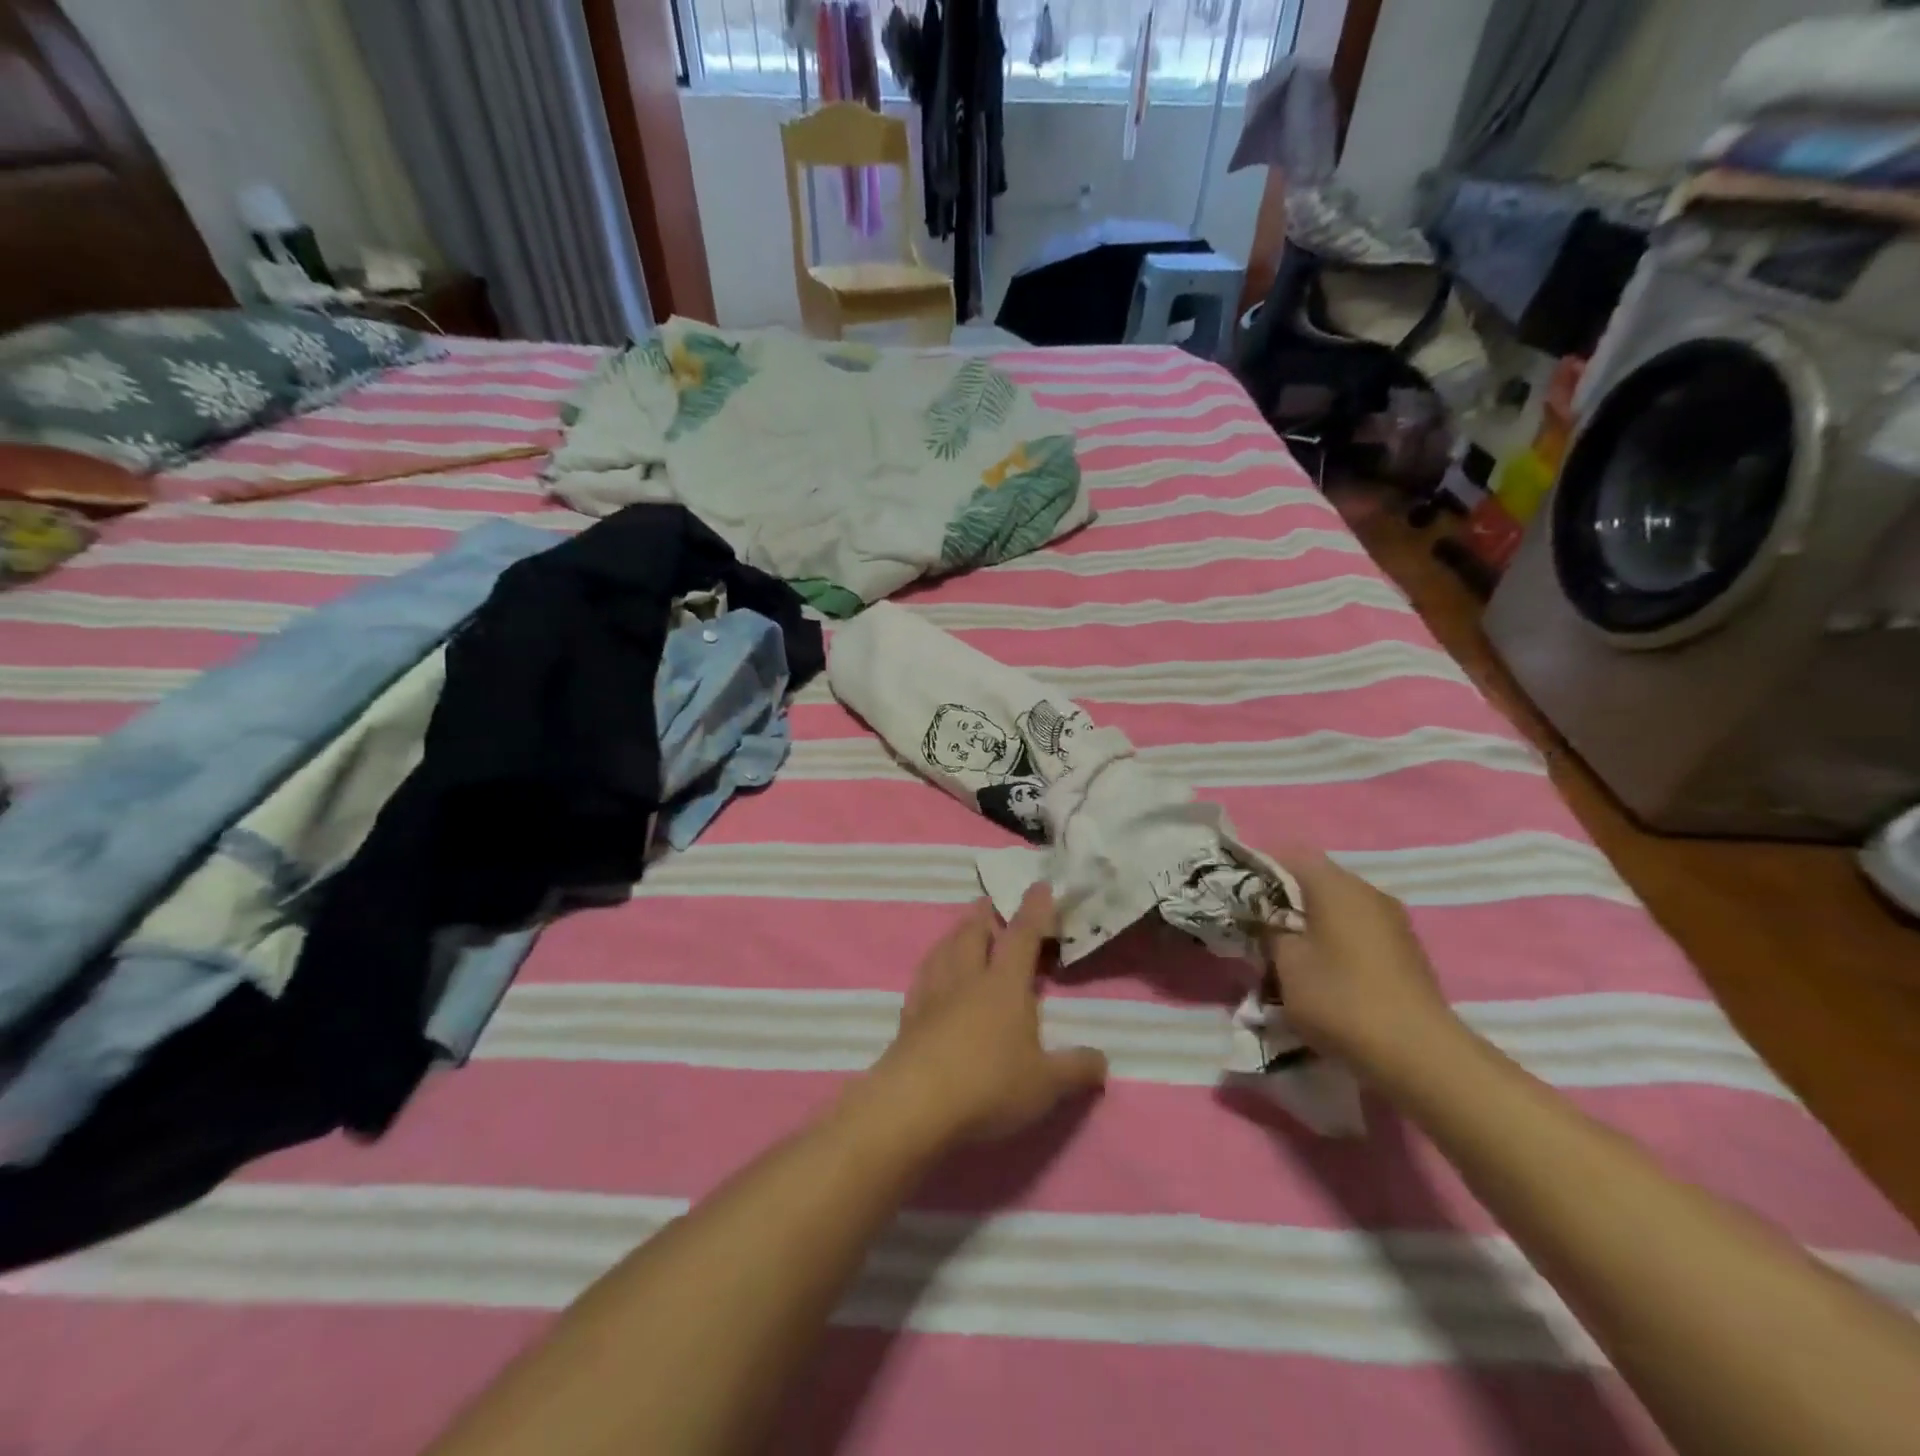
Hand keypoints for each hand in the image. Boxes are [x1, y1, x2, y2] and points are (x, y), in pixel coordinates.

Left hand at [869, 886, 1108, 1145]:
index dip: (1034, 910)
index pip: (1022, 936)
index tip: (1039, 885)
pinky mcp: (908, 1018)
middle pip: (973, 934)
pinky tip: (929, 973)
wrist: (915, 1103)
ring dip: (954, 934)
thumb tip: (1103, 1060)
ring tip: (959, 927)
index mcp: (1004, 984)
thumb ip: (1076, 1069)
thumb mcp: (1045, 1084)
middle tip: (987, 902)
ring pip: (944, 950)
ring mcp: (933, 996)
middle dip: (983, 915)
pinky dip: (930, 966)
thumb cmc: (989, 1085)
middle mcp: (967, 979)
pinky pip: (921, 979)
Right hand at [1265, 850, 1466, 1082]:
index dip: (1260, 870)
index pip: (1290, 855)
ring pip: (1339, 909)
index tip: (1240, 898)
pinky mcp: (1406, 952)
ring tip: (1290, 957)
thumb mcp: (1285, 963)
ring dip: (1313, 926)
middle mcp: (1368, 892)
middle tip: (1260, 930)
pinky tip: (1325, 975)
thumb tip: (1268, 919)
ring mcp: (1393, 922)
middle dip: (1286, 902)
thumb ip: (1270, 931)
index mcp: (1336, 885)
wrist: (1418, 1054)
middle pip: (1316, 882)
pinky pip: (1360, 933)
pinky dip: (1337, 944)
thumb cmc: (1340, 998)